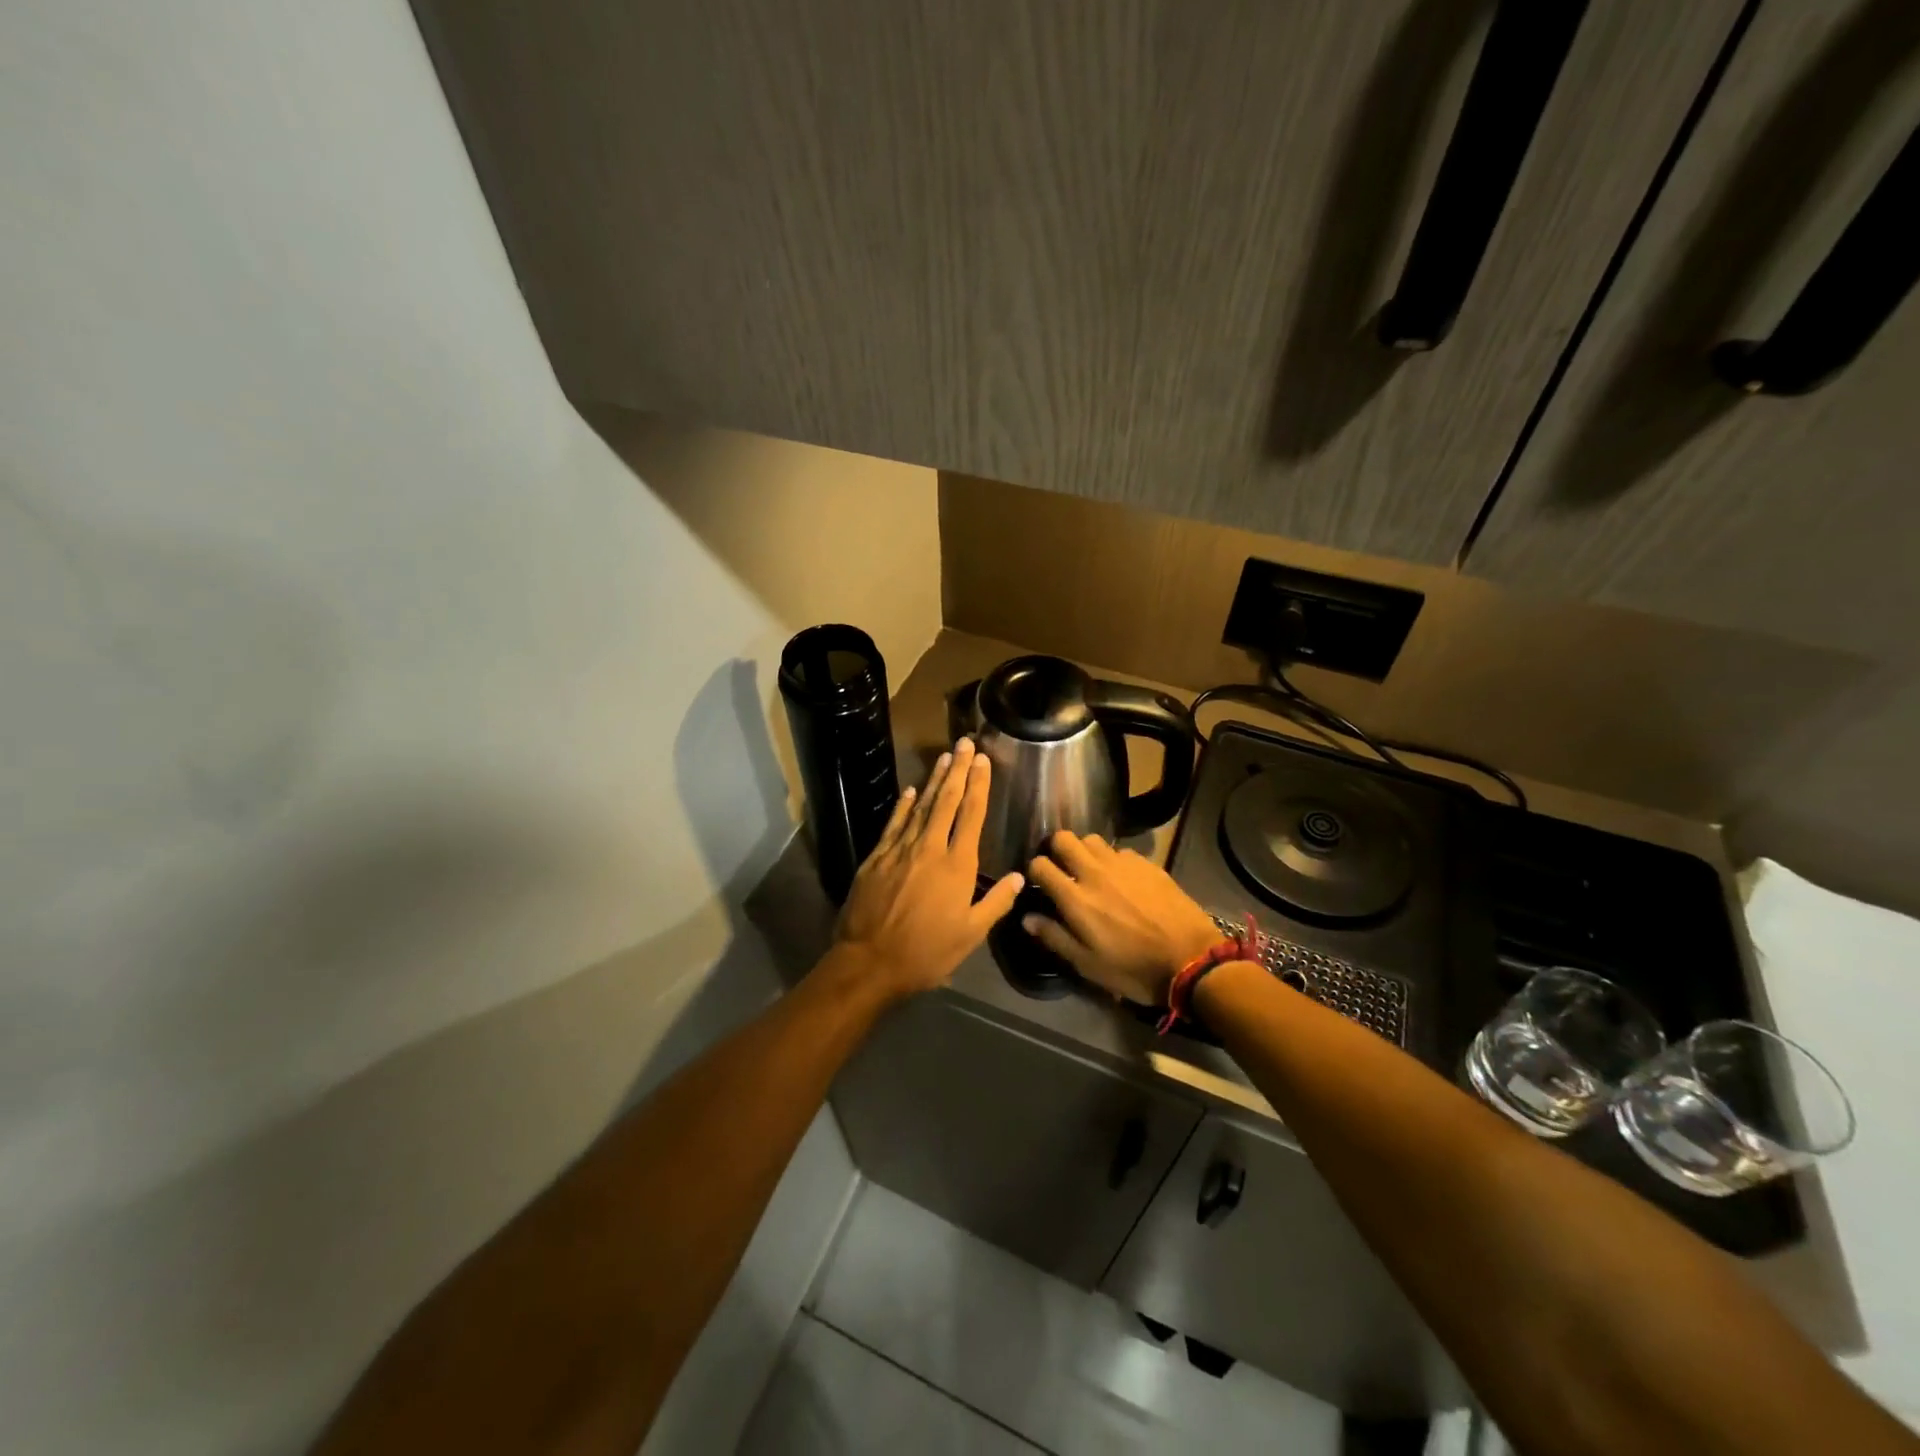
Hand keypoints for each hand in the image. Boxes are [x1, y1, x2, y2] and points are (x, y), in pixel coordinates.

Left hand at [833, 738, 1023, 997]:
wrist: (869, 962)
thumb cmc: (926, 953)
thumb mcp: (970, 935)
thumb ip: (995, 903)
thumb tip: (1018, 876)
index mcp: (957, 865)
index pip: (971, 815)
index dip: (978, 785)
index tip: (983, 761)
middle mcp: (930, 848)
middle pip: (946, 801)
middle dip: (958, 770)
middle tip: (965, 744)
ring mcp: (900, 850)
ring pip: (921, 806)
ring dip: (934, 780)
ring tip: (944, 757)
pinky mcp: (876, 857)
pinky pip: (893, 823)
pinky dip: (903, 805)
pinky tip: (910, 791)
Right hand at [1023, 831, 1222, 1005]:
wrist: (1191, 959)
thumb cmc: (1133, 969)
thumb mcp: (1088, 964)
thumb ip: (1055, 937)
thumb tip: (1027, 917)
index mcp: (1075, 898)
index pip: (1040, 865)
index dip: (1034, 870)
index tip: (1039, 882)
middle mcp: (1094, 872)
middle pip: (1063, 839)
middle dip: (1056, 849)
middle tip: (1061, 868)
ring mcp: (1122, 864)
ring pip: (1092, 839)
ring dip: (1084, 851)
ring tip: (1090, 870)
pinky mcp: (1147, 864)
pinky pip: (1120, 850)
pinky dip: (1113, 860)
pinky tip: (1121, 878)